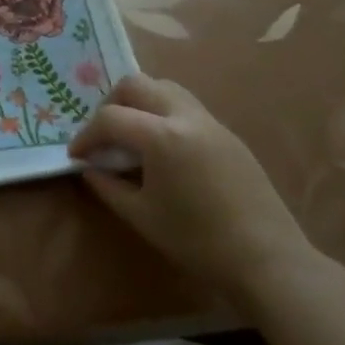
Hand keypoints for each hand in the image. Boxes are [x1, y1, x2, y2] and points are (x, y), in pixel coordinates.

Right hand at [70, 74, 315, 300]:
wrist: (267, 260)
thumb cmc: (197, 240)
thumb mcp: (141, 215)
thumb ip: (107, 185)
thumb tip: (88, 168)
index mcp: (161, 136)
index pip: (110, 118)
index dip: (86, 136)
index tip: (77, 156)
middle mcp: (185, 117)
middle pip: (136, 84)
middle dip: (111, 104)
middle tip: (104, 136)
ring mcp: (210, 122)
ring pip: (164, 87)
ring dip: (140, 102)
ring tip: (132, 136)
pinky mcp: (227, 135)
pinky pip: (186, 107)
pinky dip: (163, 114)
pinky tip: (162, 149)